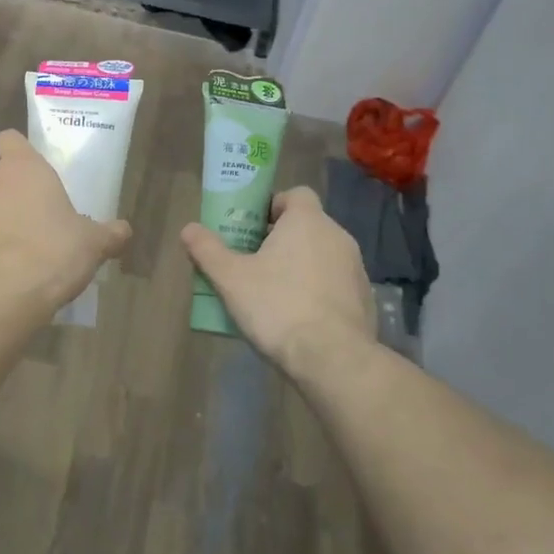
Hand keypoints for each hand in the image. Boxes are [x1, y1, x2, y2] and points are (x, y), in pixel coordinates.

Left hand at [0, 131, 130, 315]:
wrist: (5, 293)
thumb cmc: (55, 252)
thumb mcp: (94, 244)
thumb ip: (110, 233)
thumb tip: (124, 231)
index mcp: (24, 169)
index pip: (11, 140)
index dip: (18, 150)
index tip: (30, 169)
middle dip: (13, 198)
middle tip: (37, 226)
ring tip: (15, 256)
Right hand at [182, 187, 375, 376]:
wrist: (333, 358)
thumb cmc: (278, 307)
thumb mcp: (231, 279)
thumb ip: (208, 250)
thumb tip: (188, 228)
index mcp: (307, 221)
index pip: (296, 195)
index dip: (274, 206)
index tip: (253, 228)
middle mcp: (337, 236)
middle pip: (307, 226)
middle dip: (282, 239)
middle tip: (254, 262)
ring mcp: (356, 268)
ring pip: (322, 255)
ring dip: (301, 265)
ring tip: (274, 292)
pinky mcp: (365, 298)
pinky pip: (336, 283)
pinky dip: (319, 291)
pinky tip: (299, 317)